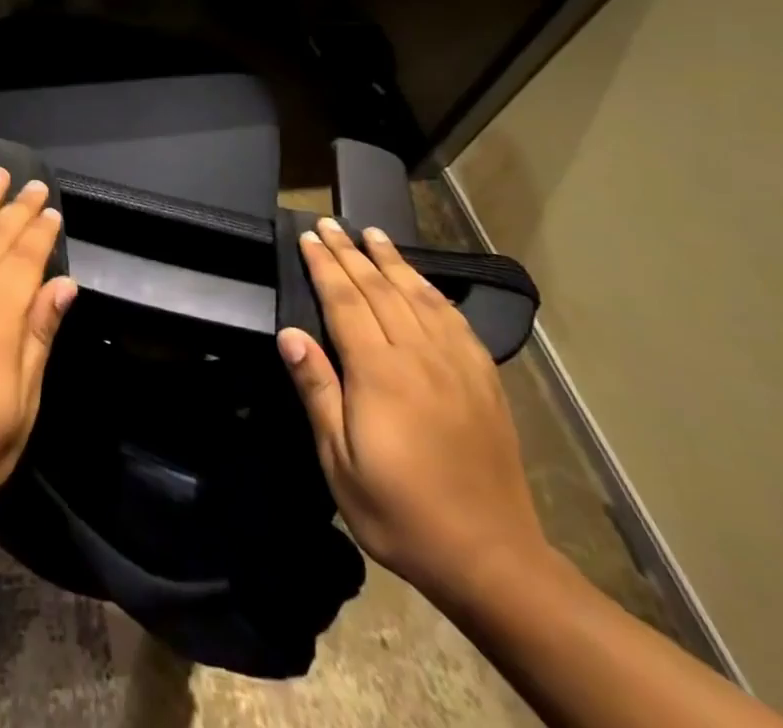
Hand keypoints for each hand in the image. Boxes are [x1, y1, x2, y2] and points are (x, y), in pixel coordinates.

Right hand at [276, 218, 549, 601]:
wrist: (493, 560)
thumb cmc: (400, 512)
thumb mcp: (340, 462)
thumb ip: (317, 390)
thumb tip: (289, 333)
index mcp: (380, 373)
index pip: (344, 301)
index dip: (324, 265)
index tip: (308, 237)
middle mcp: (420, 356)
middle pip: (379, 288)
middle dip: (351, 252)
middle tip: (331, 223)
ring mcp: (457, 366)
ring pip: (419, 296)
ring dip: (392, 261)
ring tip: (373, 233)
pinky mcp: (484, 381)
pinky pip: (455, 321)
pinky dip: (433, 292)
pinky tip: (422, 282)